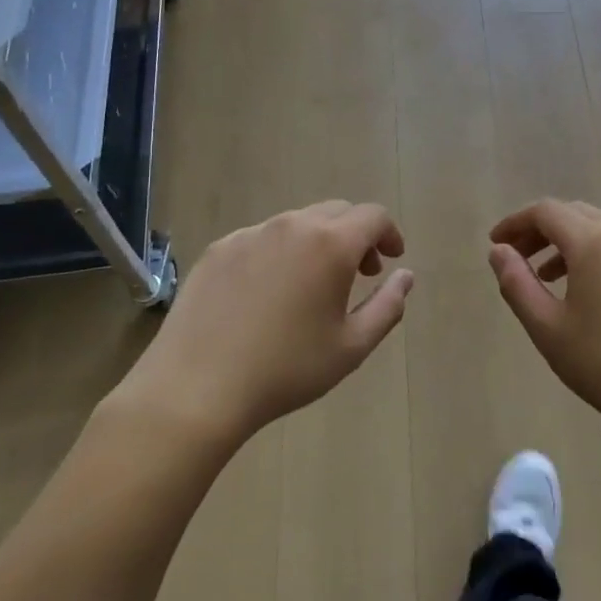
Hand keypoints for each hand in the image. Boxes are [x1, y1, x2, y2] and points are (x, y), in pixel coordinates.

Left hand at [116, 201, 412, 444]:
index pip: (373, 215)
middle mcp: (291, 225)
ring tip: (313, 285)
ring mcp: (250, 234)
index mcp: (330, 244)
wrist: (196, 388)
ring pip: (297, 223)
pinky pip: (261, 238)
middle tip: (360, 273)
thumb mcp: (352, 347)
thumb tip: (405, 276)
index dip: (389, 233)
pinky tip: (268, 294)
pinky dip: (280, 253)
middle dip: (356, 236)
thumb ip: (388, 306)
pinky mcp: (218, 249)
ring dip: (318, 242)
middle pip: (336, 212)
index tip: (391, 258)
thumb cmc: (286, 369)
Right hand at [489, 200, 600, 452]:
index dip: (515, 222)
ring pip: (600, 230)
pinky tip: (589, 293)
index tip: (496, 244)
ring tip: (547, 277)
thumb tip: (499, 252)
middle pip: (574, 214)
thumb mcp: (548, 328)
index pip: (546, 212)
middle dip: (540, 230)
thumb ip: (517, 284)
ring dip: (568, 243)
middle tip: (517, 258)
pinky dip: (595, 255)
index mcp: (594, 242)